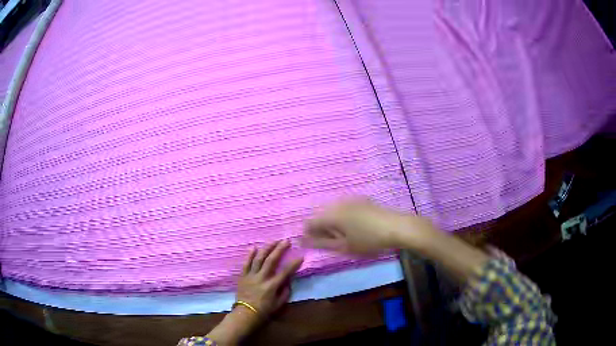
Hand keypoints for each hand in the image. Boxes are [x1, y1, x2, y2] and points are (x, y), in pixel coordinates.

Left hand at [237, 240, 302, 316]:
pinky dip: (249, 255)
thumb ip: (285, 292)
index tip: (300, 256)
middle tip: (286, 241)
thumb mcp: (279, 304)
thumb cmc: (264, 311)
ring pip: (259, 259)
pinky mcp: (243, 276)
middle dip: (279, 250)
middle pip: (271, 261)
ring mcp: (251, 276)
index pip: (285, 272)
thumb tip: (288, 281)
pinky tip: (254, 247)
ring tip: (273, 241)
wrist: (245, 314)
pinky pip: (246, 263)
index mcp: (272, 286)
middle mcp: (262, 278)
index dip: (293, 264)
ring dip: (266, 249)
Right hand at [304, 199, 435, 254]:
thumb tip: (303, 242)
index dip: (310, 235)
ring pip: (332, 210)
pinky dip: (343, 217)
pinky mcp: (360, 199)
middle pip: (320, 215)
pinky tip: (356, 226)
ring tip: (347, 235)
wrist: (396, 227)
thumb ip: (321, 243)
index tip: (320, 245)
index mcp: (330, 215)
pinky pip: (344, 207)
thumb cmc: (368, 240)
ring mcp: (349, 199)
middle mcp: (336, 203)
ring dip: (333, 222)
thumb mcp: (344, 246)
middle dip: (322, 228)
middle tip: (335, 242)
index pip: (309, 223)